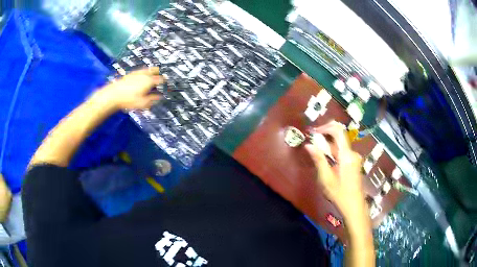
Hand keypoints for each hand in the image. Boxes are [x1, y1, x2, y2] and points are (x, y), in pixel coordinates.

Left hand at [98, 67, 163, 110]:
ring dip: (151, 71)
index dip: (165, 82)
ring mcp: (137, 73)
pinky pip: (140, 71)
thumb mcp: (143, 103)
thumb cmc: (129, 100)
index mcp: (149, 81)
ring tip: (153, 74)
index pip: (160, 79)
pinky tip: (141, 75)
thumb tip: (160, 96)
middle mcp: (144, 75)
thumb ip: (152, 99)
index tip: (167, 84)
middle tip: (161, 76)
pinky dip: (143, 72)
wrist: (114, 94)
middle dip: (159, 73)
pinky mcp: (130, 74)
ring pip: (147, 69)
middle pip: (155, 71)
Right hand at [305, 121, 363, 217]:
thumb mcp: (326, 178)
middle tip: (312, 145)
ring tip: (317, 155)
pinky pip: (343, 153)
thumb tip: (308, 145)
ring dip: (328, 147)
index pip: (338, 131)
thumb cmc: (339, 194)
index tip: (314, 132)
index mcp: (346, 155)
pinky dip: (334, 153)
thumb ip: (318, 159)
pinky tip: (327, 163)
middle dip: (325, 138)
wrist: (354, 206)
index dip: (326, 127)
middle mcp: (352, 153)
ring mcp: (355, 158)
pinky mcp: (354, 163)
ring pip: (340, 146)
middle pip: (339, 138)